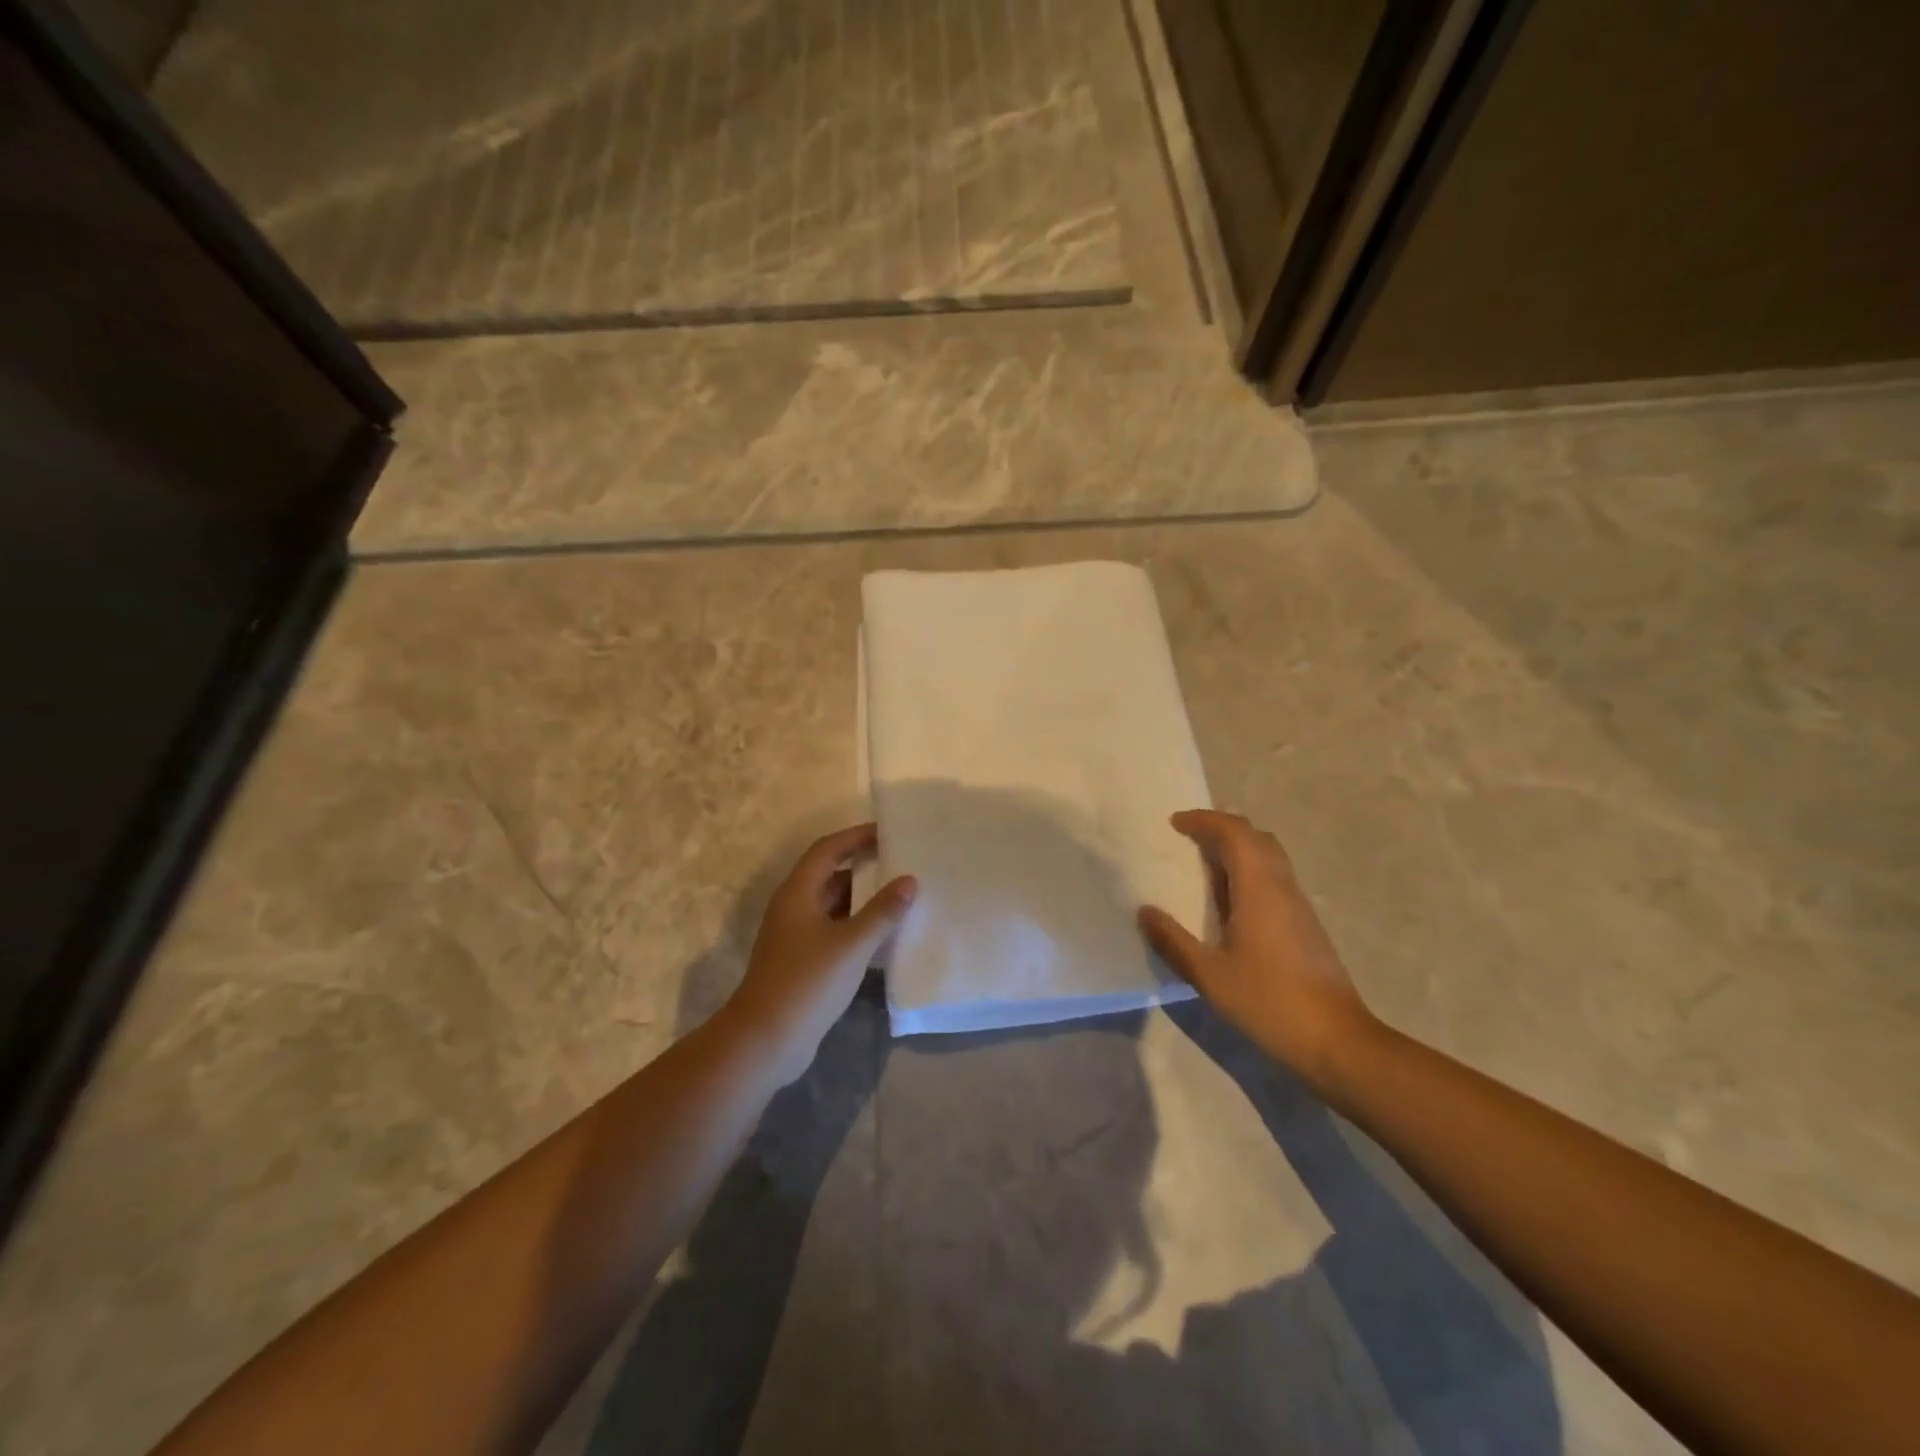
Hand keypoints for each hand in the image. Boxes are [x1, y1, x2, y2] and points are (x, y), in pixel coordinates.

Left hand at [721, 823, 915, 1085]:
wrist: (765, 1040)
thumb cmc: (807, 982)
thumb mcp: (851, 944)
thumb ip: (882, 912)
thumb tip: (909, 880)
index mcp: (797, 893)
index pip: (828, 850)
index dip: (856, 837)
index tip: (888, 832)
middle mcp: (793, 908)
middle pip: (829, 874)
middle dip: (863, 866)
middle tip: (900, 860)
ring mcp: (795, 936)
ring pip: (832, 904)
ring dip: (861, 898)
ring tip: (899, 894)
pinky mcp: (801, 962)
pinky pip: (833, 930)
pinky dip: (856, 925)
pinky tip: (882, 934)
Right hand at [1139, 810, 1377, 1091]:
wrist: (1337, 1041)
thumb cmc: (1269, 1002)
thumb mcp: (1209, 976)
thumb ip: (1173, 941)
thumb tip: (1144, 911)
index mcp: (1259, 889)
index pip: (1235, 833)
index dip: (1204, 821)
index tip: (1175, 824)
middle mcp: (1282, 887)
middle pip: (1255, 838)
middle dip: (1221, 829)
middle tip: (1188, 838)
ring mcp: (1298, 906)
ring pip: (1268, 857)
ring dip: (1236, 850)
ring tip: (1202, 866)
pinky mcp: (1305, 925)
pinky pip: (1273, 879)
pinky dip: (1248, 872)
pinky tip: (1228, 902)